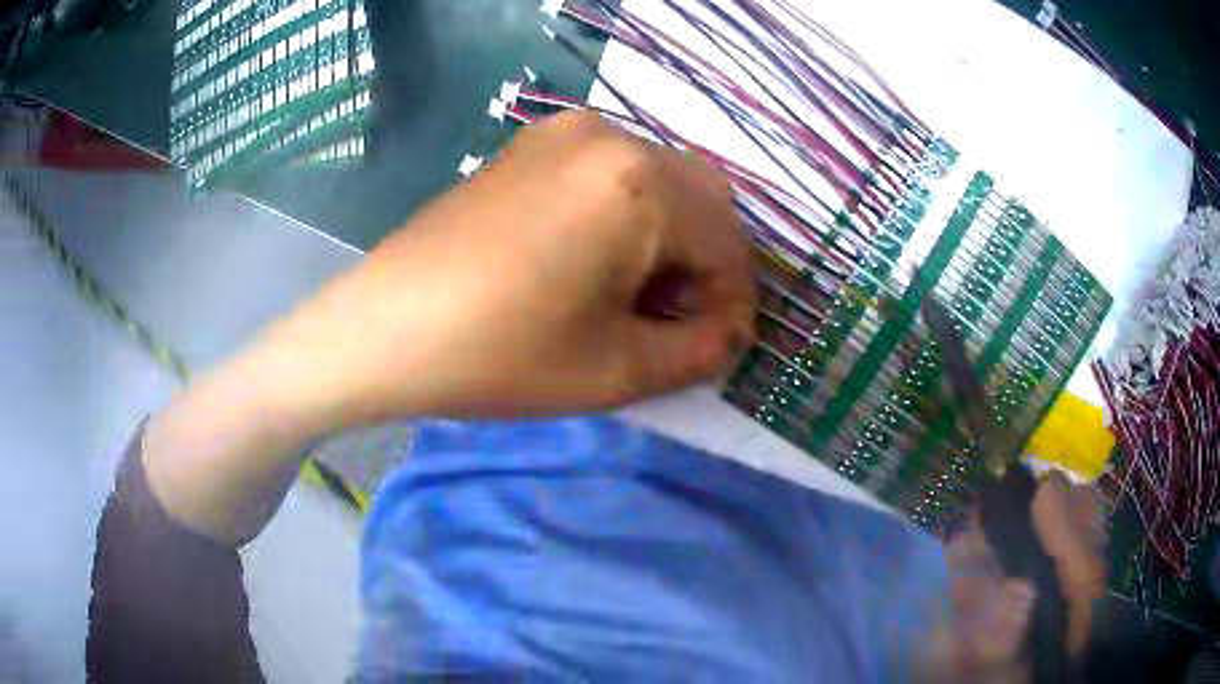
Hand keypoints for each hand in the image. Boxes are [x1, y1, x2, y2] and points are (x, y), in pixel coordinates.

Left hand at [262, 111, 755, 425]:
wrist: (383, 329)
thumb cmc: (499, 355)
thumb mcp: (616, 370)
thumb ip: (696, 350)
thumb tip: (726, 333)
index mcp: (639, 183)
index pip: (726, 242)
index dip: (735, 301)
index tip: (723, 346)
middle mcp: (609, 136)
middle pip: (701, 197)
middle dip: (707, 262)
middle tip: (682, 320)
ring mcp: (563, 132)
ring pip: (658, 179)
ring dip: (670, 235)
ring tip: (639, 296)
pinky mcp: (529, 145)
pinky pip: (610, 171)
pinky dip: (628, 213)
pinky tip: (599, 259)